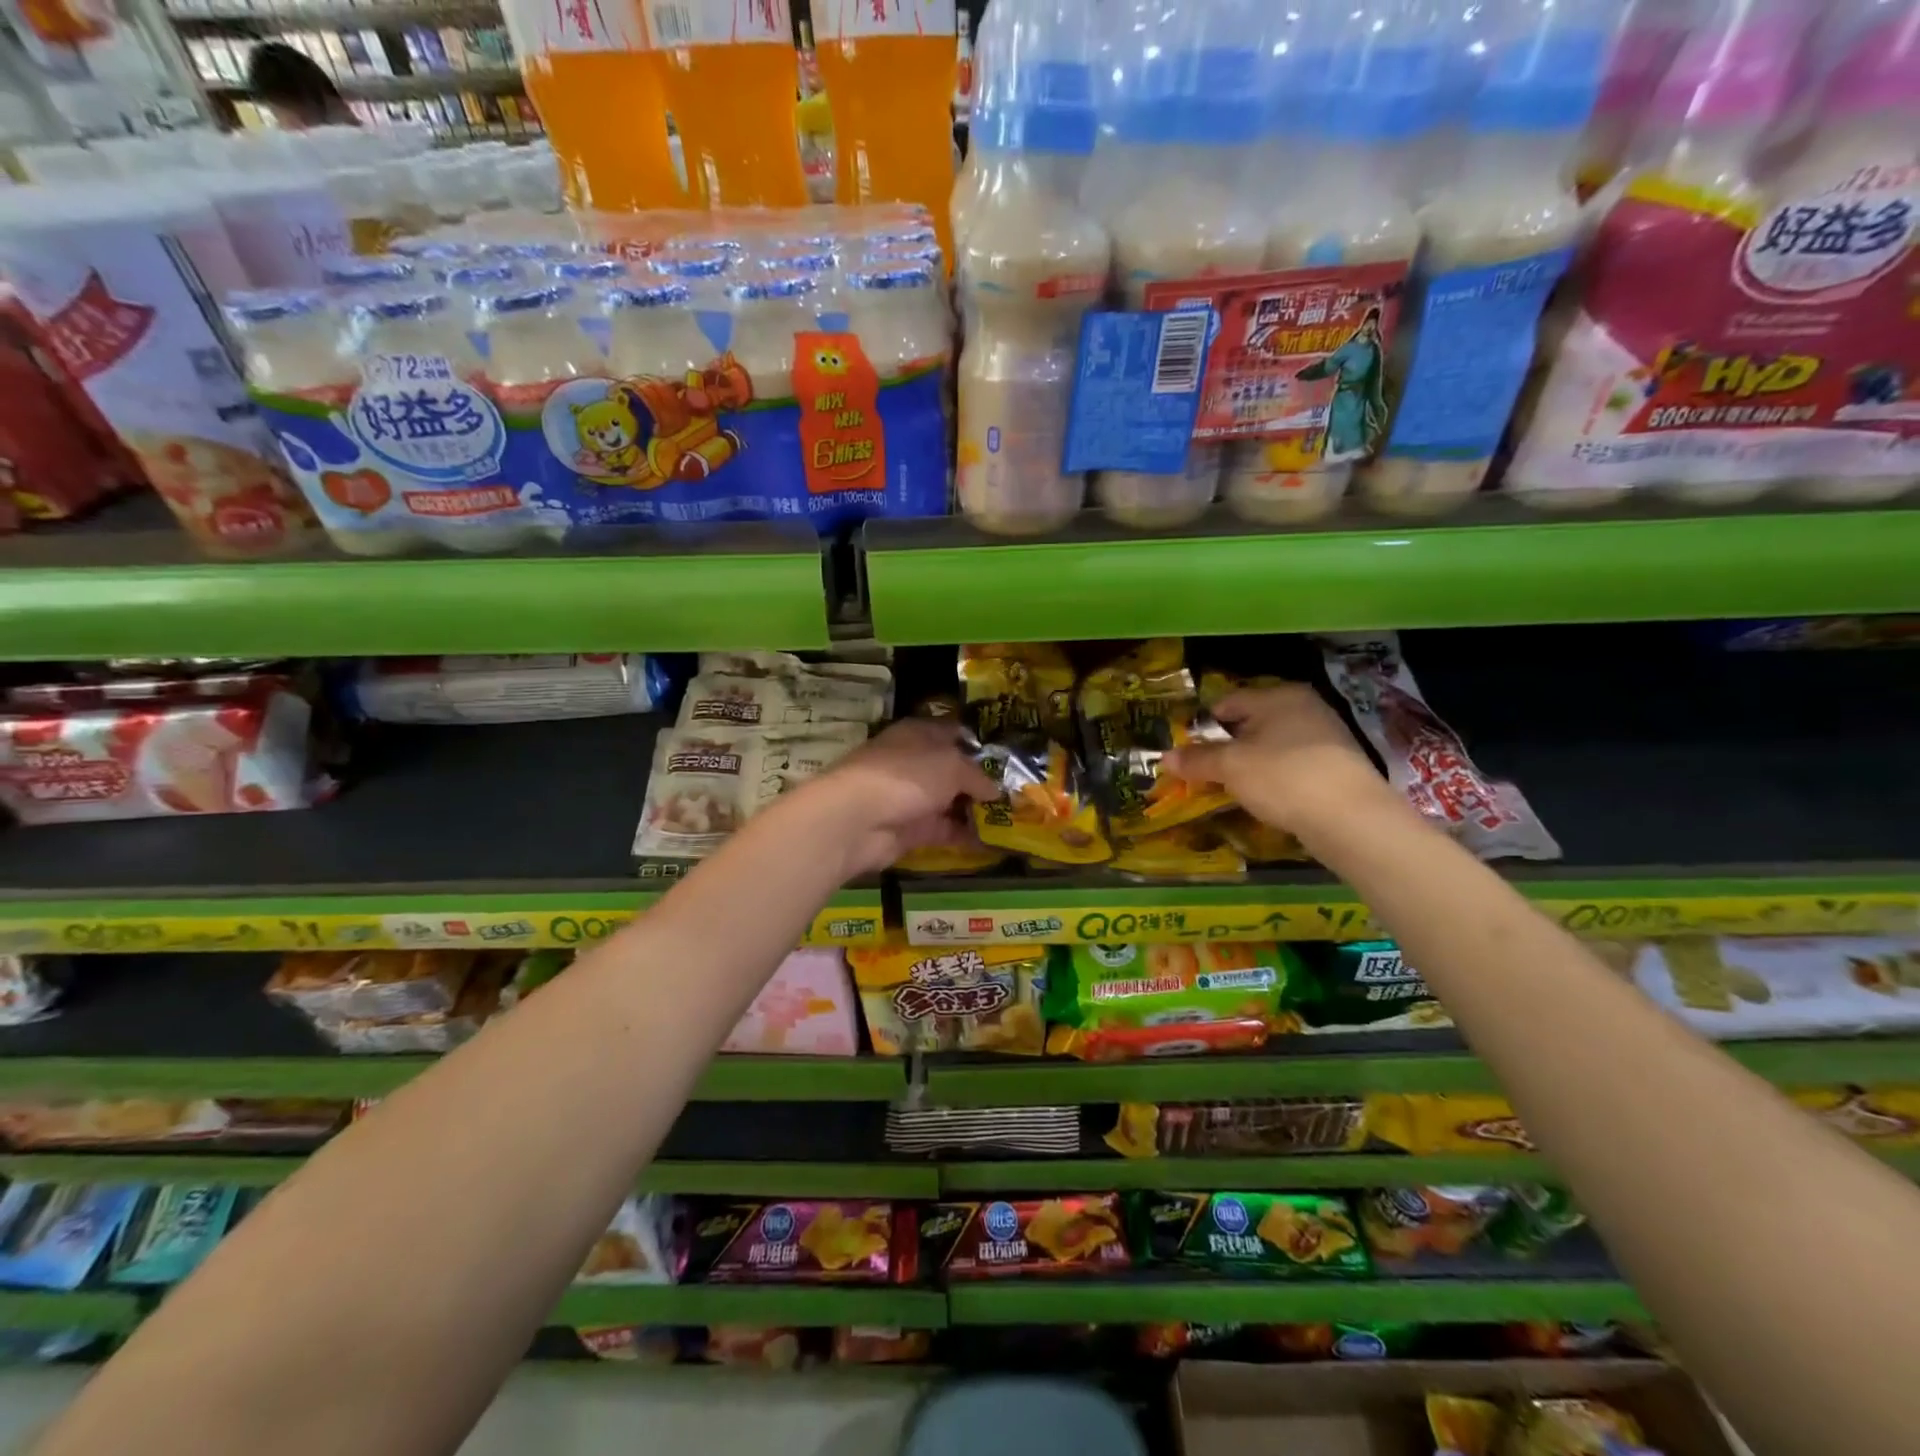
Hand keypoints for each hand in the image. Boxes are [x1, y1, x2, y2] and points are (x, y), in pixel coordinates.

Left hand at [798, 717, 999, 877]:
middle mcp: (915, 762)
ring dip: (977, 810)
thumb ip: (977, 776)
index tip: (1009, 755)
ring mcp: (911, 797)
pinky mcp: (910, 829)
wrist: (857, 818)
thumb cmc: (907, 775)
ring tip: (1015, 818)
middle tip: (1019, 791)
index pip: (954, 731)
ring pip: (950, 801)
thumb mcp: (952, 765)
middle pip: (954, 769)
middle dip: (983, 780)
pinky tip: (996, 841)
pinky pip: (945, 830)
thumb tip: (995, 790)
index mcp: (920, 733)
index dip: (979, 742)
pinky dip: (967, 835)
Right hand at [1167, 684, 1399, 841]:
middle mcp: (1304, 708)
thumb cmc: (1282, 776)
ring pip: (1271, 747)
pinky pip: (1291, 767)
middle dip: (1225, 748)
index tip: (1185, 751)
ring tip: (1230, 789)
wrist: (1350, 817)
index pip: (1227, 702)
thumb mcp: (1230, 767)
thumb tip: (1164, 757)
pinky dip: (1273, 779)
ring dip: (1249, 765)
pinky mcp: (1336, 767)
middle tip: (1204, 773)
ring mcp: (1325, 737)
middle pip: (1250, 724)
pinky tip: (1264, 799)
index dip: (1202, 726)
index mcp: (1278, 696)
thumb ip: (1196, 760)